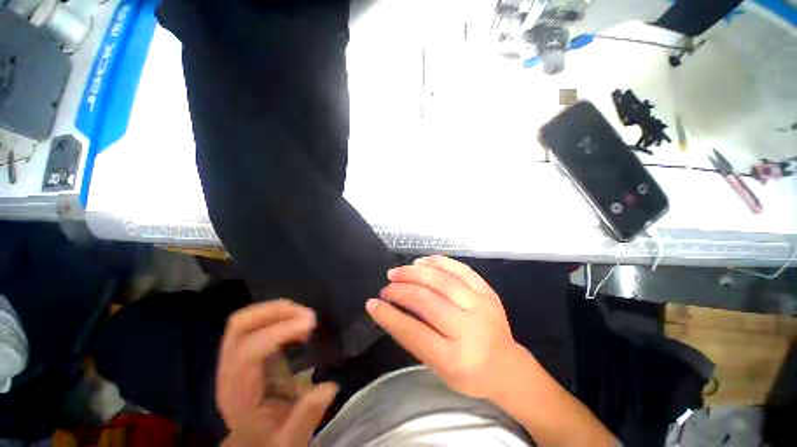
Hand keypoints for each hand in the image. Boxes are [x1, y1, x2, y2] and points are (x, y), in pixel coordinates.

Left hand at [217, 300, 337, 446]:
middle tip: (307, 315)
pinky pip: (252, 323)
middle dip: (275, 311)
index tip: (310, 324)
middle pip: (240, 326)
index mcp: (238, 395)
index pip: (249, 351)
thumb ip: (307, 416)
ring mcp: (232, 359)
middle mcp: (229, 371)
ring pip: (244, 320)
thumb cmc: (271, 440)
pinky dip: (274, 315)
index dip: (279, 331)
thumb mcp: (291, 439)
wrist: (253, 443)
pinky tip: (294, 323)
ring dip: (276, 310)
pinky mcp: (242, 351)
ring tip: (304, 316)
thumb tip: (329, 386)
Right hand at [366, 255, 519, 398]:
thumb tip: (388, 310)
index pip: (413, 332)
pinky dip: (438, 262)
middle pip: (427, 300)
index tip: (372, 304)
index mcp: (455, 358)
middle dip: (400, 290)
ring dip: (415, 272)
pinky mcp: (487, 292)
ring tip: (397, 271)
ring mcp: (481, 306)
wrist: (507, 366)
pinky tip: (422, 261)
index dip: (389, 315)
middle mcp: (469, 329)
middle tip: (386, 287)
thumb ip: (413, 339)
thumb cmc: (469, 373)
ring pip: (442, 280)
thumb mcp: (438, 368)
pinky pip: (461, 269)